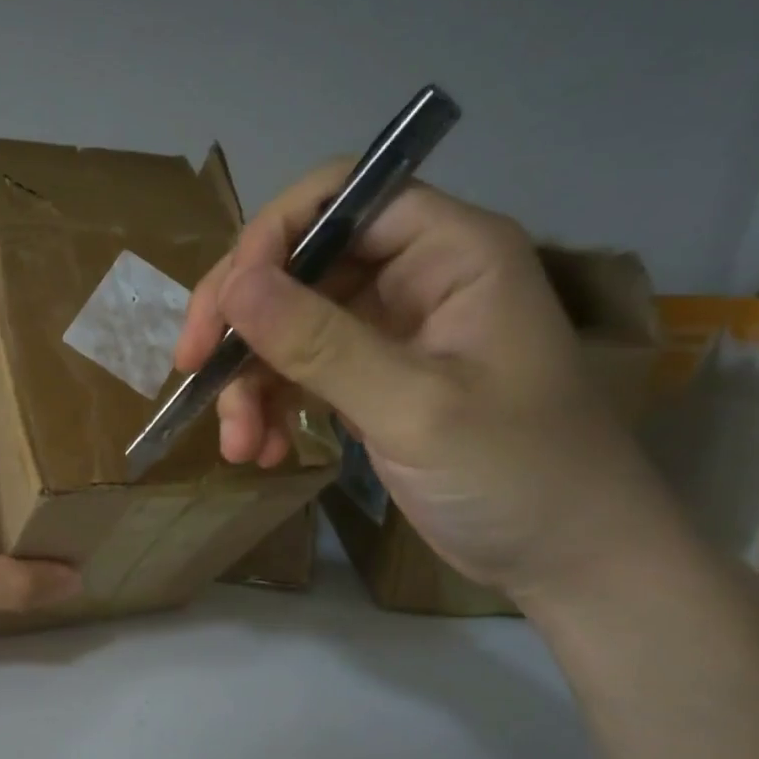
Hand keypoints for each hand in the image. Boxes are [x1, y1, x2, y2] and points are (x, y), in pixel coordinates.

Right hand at [174, 167, 675, 602]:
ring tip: (238, 445)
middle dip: (242, 325)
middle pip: (298, 266)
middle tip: (193, 374)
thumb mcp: (414, 407)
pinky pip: (299, 375)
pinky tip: (264, 452)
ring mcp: (389, 333)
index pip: (340, 199)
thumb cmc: (516, 474)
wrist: (565, 559)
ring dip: (249, 383)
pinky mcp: (371, 382)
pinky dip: (271, 409)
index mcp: (448, 252)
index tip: (222, 310)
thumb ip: (320, 343)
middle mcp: (414, 278)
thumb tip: (232, 285)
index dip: (270, 240)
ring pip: (287, 328)